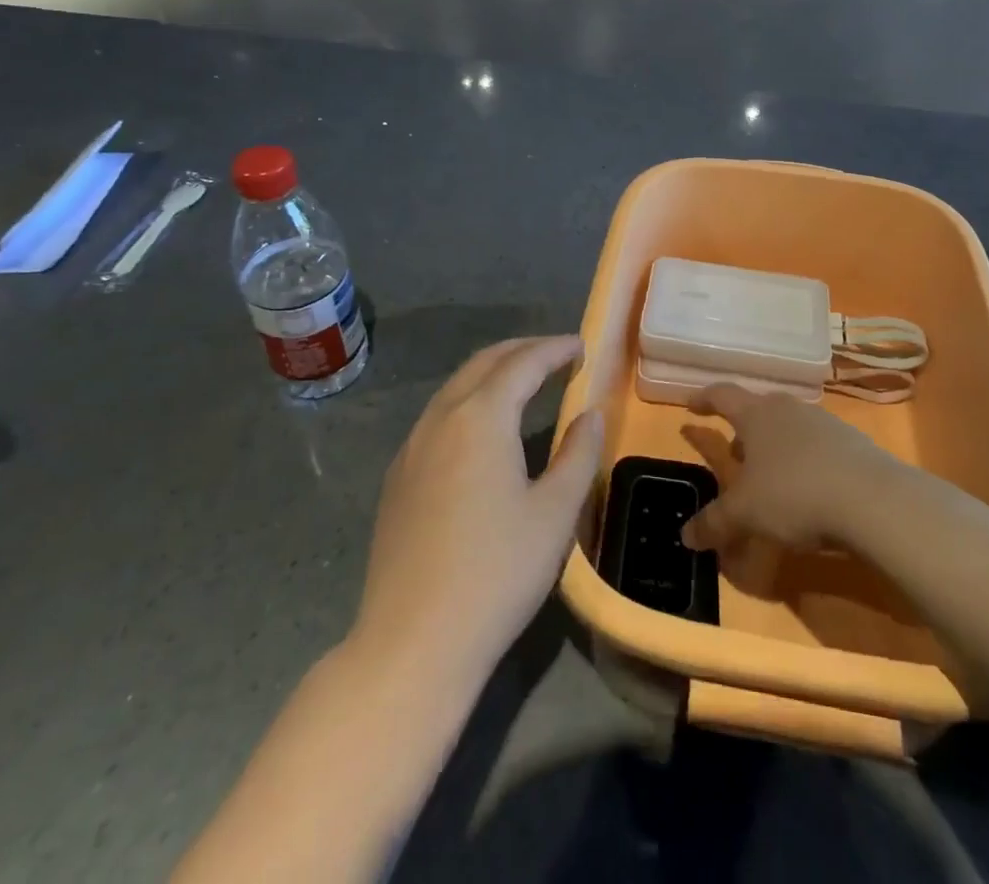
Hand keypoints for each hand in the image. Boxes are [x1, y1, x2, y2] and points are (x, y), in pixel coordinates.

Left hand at [354, 337, 602, 684]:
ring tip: (525, 381)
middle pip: (484, 363)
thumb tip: (590, 416)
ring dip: (492, 372)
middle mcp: (441, 418)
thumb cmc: (496, 573)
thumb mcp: (555, 514)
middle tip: (557, 354)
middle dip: (522, 351)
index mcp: (481, 418)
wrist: (412, 642)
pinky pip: (438, 416)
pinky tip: (482, 428)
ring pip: (456, 387)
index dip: (555, 350)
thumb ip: (578, 455)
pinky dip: (469, 400)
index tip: (581, 346)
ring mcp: (412, 447)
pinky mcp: (398, 477)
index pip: (523, 364)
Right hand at [680, 385, 898, 554]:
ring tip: (771, 477)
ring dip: (775, 447)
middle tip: (734, 455)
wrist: (872, 499)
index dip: (704, 399)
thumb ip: (714, 523)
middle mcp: (788, 409)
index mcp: (756, 415)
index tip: (691, 406)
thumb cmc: (794, 494)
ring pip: (789, 428)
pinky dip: (805, 462)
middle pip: (758, 410)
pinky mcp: (852, 443)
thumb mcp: (746, 514)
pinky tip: (809, 490)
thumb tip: (686, 536)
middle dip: (744, 431)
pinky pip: (817, 446)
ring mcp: (823, 423)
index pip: (723, 395)